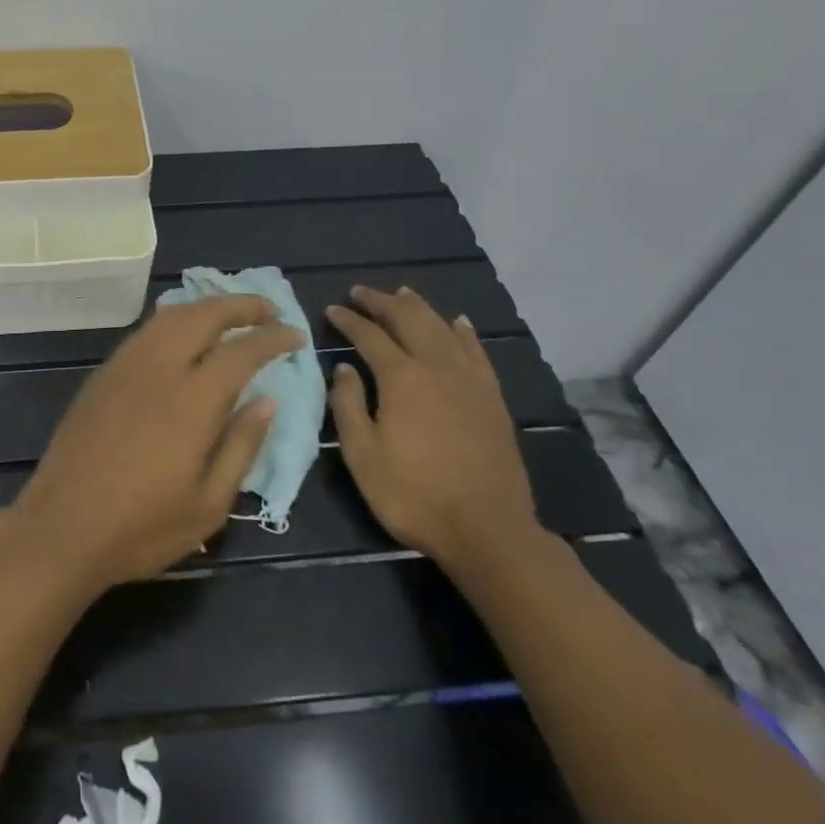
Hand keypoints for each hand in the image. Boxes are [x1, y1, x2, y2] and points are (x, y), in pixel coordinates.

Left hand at [9, 295, 300, 594]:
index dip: (272, 338)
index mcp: (192, 401)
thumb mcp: (209, 505)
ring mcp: (126, 365)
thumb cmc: (142, 527)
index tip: (296, 336)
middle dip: (241, 305)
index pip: (241, 351)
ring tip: (231, 314)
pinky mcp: (104, 372)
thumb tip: (267, 400)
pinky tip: (184, 333)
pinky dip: (175, 319)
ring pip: (171, 315)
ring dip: (207, 306)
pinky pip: (147, 330)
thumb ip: (241, 445)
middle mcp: (159, 368)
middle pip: (204, 315)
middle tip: (269, 310)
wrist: (62, 526)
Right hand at [325, 284, 539, 569]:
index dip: (348, 320)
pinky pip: (476, 351)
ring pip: (442, 327)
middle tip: (361, 292)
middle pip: (408, 319)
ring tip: (402, 293)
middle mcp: (436, 367)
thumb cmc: (414, 495)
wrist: (489, 531)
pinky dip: (463, 331)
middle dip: (381, 302)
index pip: (369, 335)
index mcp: (401, 378)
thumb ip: (348, 405)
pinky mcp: (492, 397)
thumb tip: (344, 368)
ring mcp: (469, 380)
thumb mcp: (363, 455)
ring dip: (419, 307)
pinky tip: (457, 321)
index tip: (333, 309)